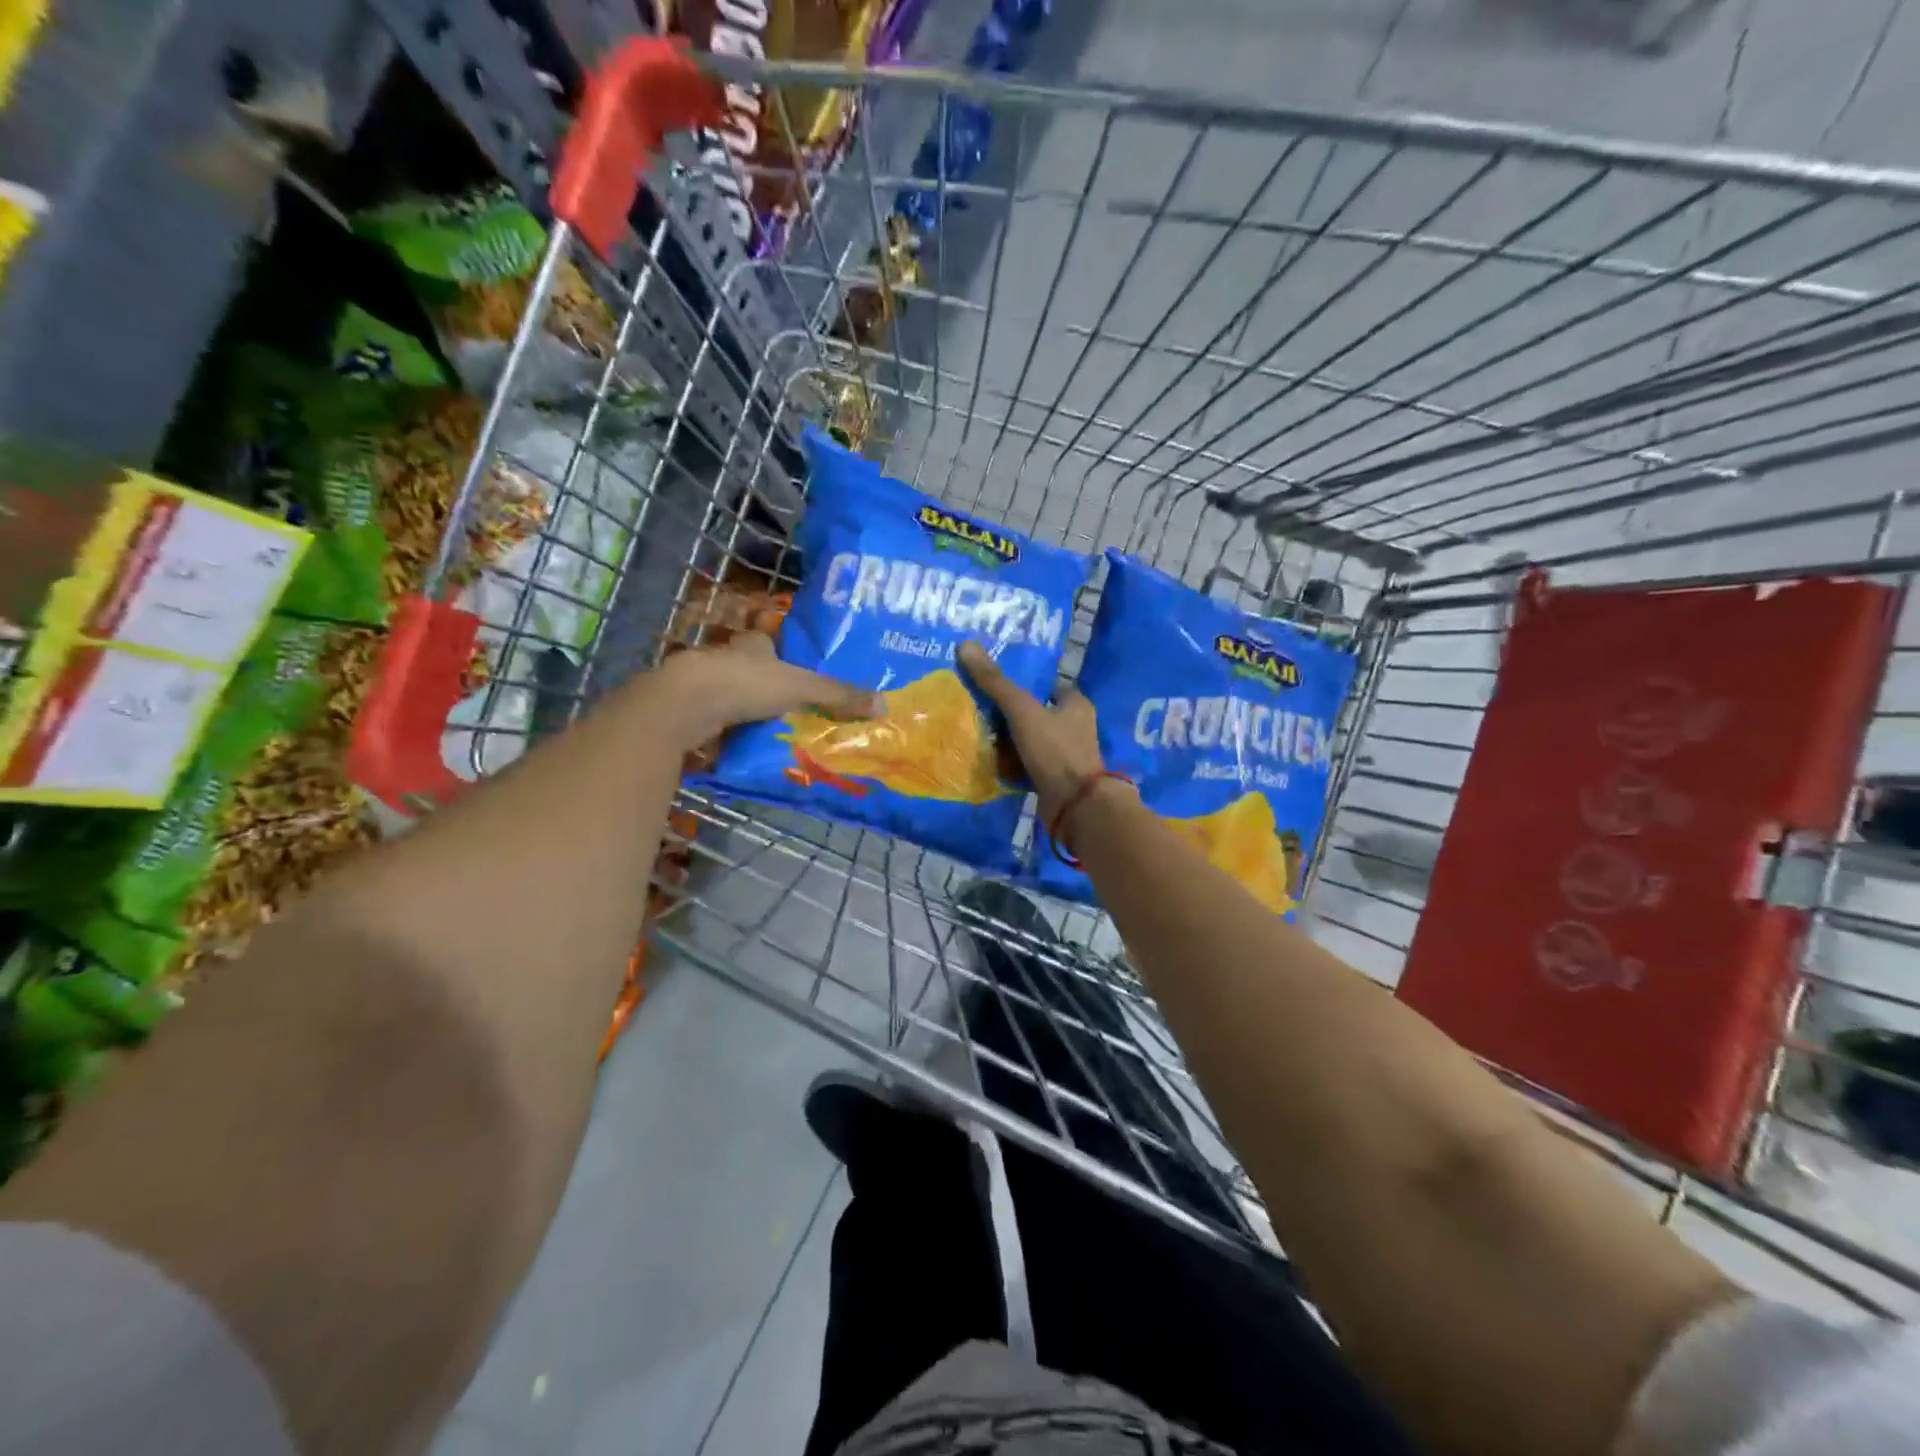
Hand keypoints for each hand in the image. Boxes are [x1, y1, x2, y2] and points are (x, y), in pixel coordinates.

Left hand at [652, 633, 878, 750]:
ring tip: (768, 734)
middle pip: (747, 670)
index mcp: (752, 647)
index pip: (765, 644)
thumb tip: (884, 704)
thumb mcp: (802, 688)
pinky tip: (738, 749)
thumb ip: (838, 695)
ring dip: (742, 712)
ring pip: (727, 697)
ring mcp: (703, 686)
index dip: (776, 654)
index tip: (791, 673)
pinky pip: (712, 723)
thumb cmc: (746, 684)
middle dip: (762, 687)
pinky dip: (724, 734)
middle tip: (785, 710)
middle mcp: (725, 660)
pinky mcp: (688, 712)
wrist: (686, 703)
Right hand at [956, 641, 1105, 822]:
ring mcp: (1064, 755)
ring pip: (1028, 740)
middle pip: (1035, 713)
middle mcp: (1074, 727)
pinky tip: (987, 760)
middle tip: (977, 708)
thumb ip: (995, 682)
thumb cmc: (1055, 750)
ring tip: (975, 732)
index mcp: (1075, 704)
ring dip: (1007, 739)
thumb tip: (965, 645)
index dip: (1021, 684)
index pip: (1046, 686)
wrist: (1075, 806)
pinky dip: (1010, 763)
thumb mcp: (1022, 710)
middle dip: (1009, 713)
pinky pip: (1026, 764)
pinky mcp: (1053, 778)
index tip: (992, 684)